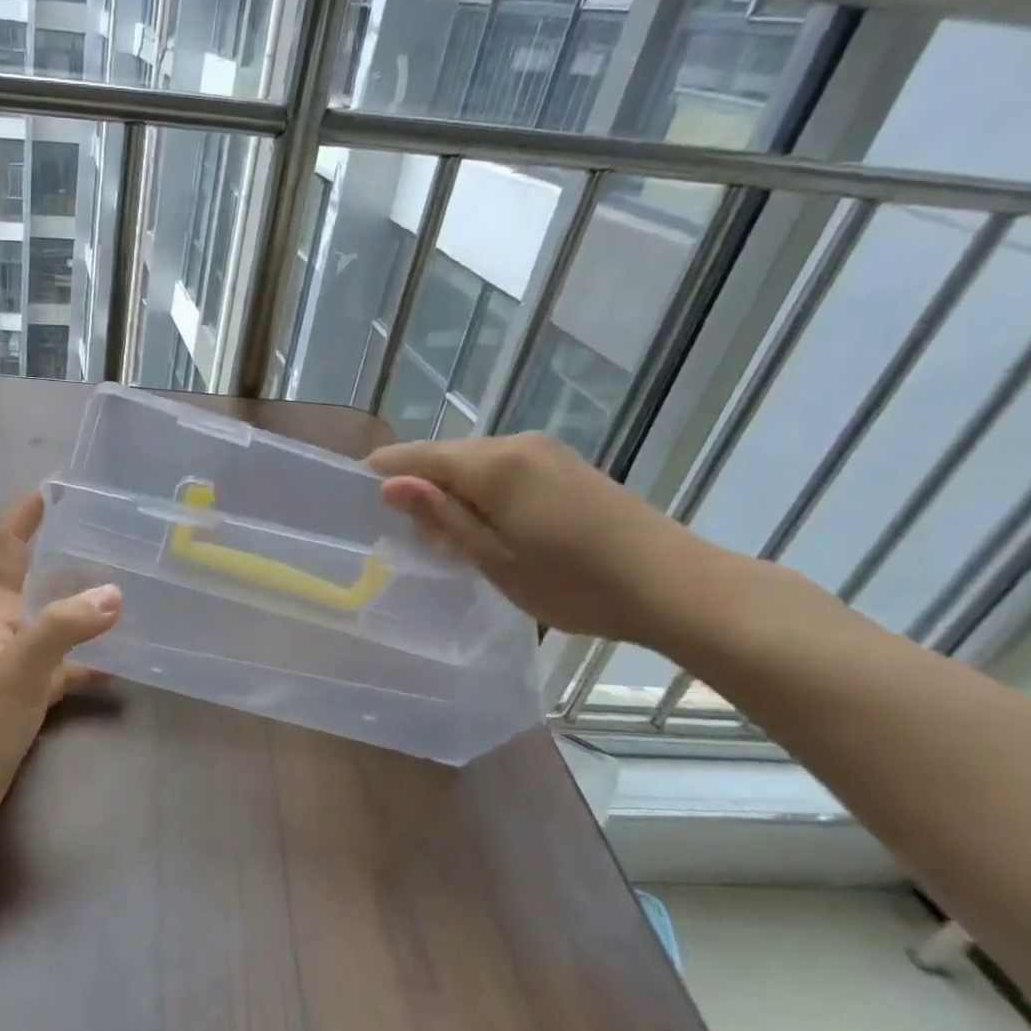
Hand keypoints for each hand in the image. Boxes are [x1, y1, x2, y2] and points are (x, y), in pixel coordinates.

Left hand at [0, 491, 120, 851]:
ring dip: (82, 609)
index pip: (6, 548)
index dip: (23, 517)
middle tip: (110, 537)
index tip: (49, 489)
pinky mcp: (22, 701)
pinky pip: (61, 671)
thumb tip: (114, 592)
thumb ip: (63, 627)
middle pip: (34, 581)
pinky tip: (117, 667)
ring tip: (128, 594)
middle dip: (65, 556)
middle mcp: (3, 630)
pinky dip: (85, 665)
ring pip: (53, 625)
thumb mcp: (18, 668)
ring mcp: (12, 666)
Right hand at [368, 433, 733, 649]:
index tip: (355, 488)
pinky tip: (485, 523)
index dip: (385, 469)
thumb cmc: (574, 583)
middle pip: (447, 455)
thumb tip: (391, 486)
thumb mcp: (494, 558)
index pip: (419, 456)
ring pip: (475, 462)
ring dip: (452, 489)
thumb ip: (441, 516)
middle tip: (403, 529)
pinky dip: (482, 490)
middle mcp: (517, 445)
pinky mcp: (566, 465)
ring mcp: (546, 452)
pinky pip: (504, 468)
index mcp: (494, 465)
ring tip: (443, 533)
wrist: (675, 585)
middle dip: (419, 483)